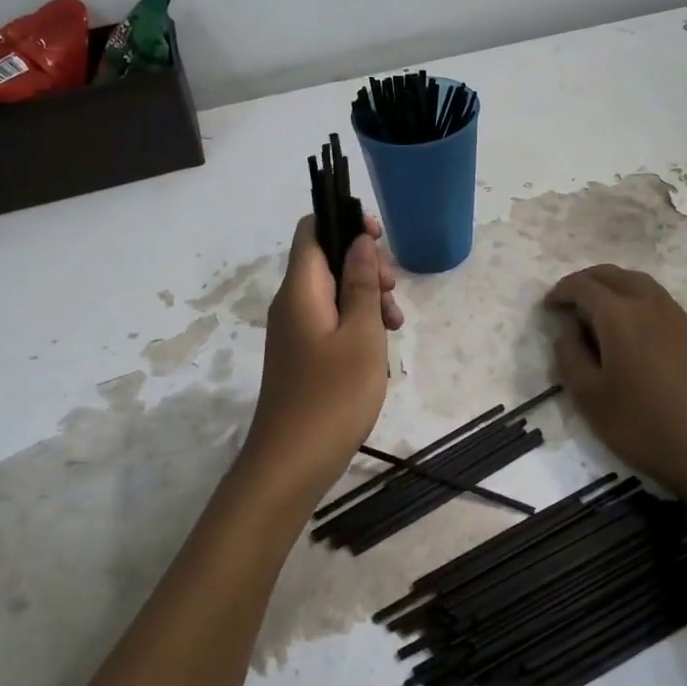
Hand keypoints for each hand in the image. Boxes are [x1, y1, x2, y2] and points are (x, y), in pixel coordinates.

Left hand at [239, 216, 403, 502]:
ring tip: (395, 328)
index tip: (380, 240)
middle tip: (394, 294)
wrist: (291, 463)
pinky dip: (356, 324)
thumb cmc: (332, 396)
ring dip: (367, 299)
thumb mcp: (362, 336)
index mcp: (300, 289)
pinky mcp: (301, 356)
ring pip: (332, 293)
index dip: (345, 222)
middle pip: (327, 260)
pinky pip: (330, 321)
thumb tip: (359, 240)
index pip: (312, 229)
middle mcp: (291, 303)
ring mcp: (294, 331)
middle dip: (366, 266)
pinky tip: (379, 350)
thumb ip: (362, 284)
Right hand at [546, 264, 686, 496]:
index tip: (547, 306)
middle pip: (614, 275)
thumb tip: (567, 330)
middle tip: (569, 299)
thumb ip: (570, 355)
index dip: (561, 291)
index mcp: (619, 315)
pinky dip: (636, 299)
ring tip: (598, 308)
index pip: (584, 287)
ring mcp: (677, 317)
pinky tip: (632, 327)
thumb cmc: (640, 423)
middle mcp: (649, 304)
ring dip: (614, 286)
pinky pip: (658, 300)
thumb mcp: (589, 395)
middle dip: (587, 280)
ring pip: (640, 283)